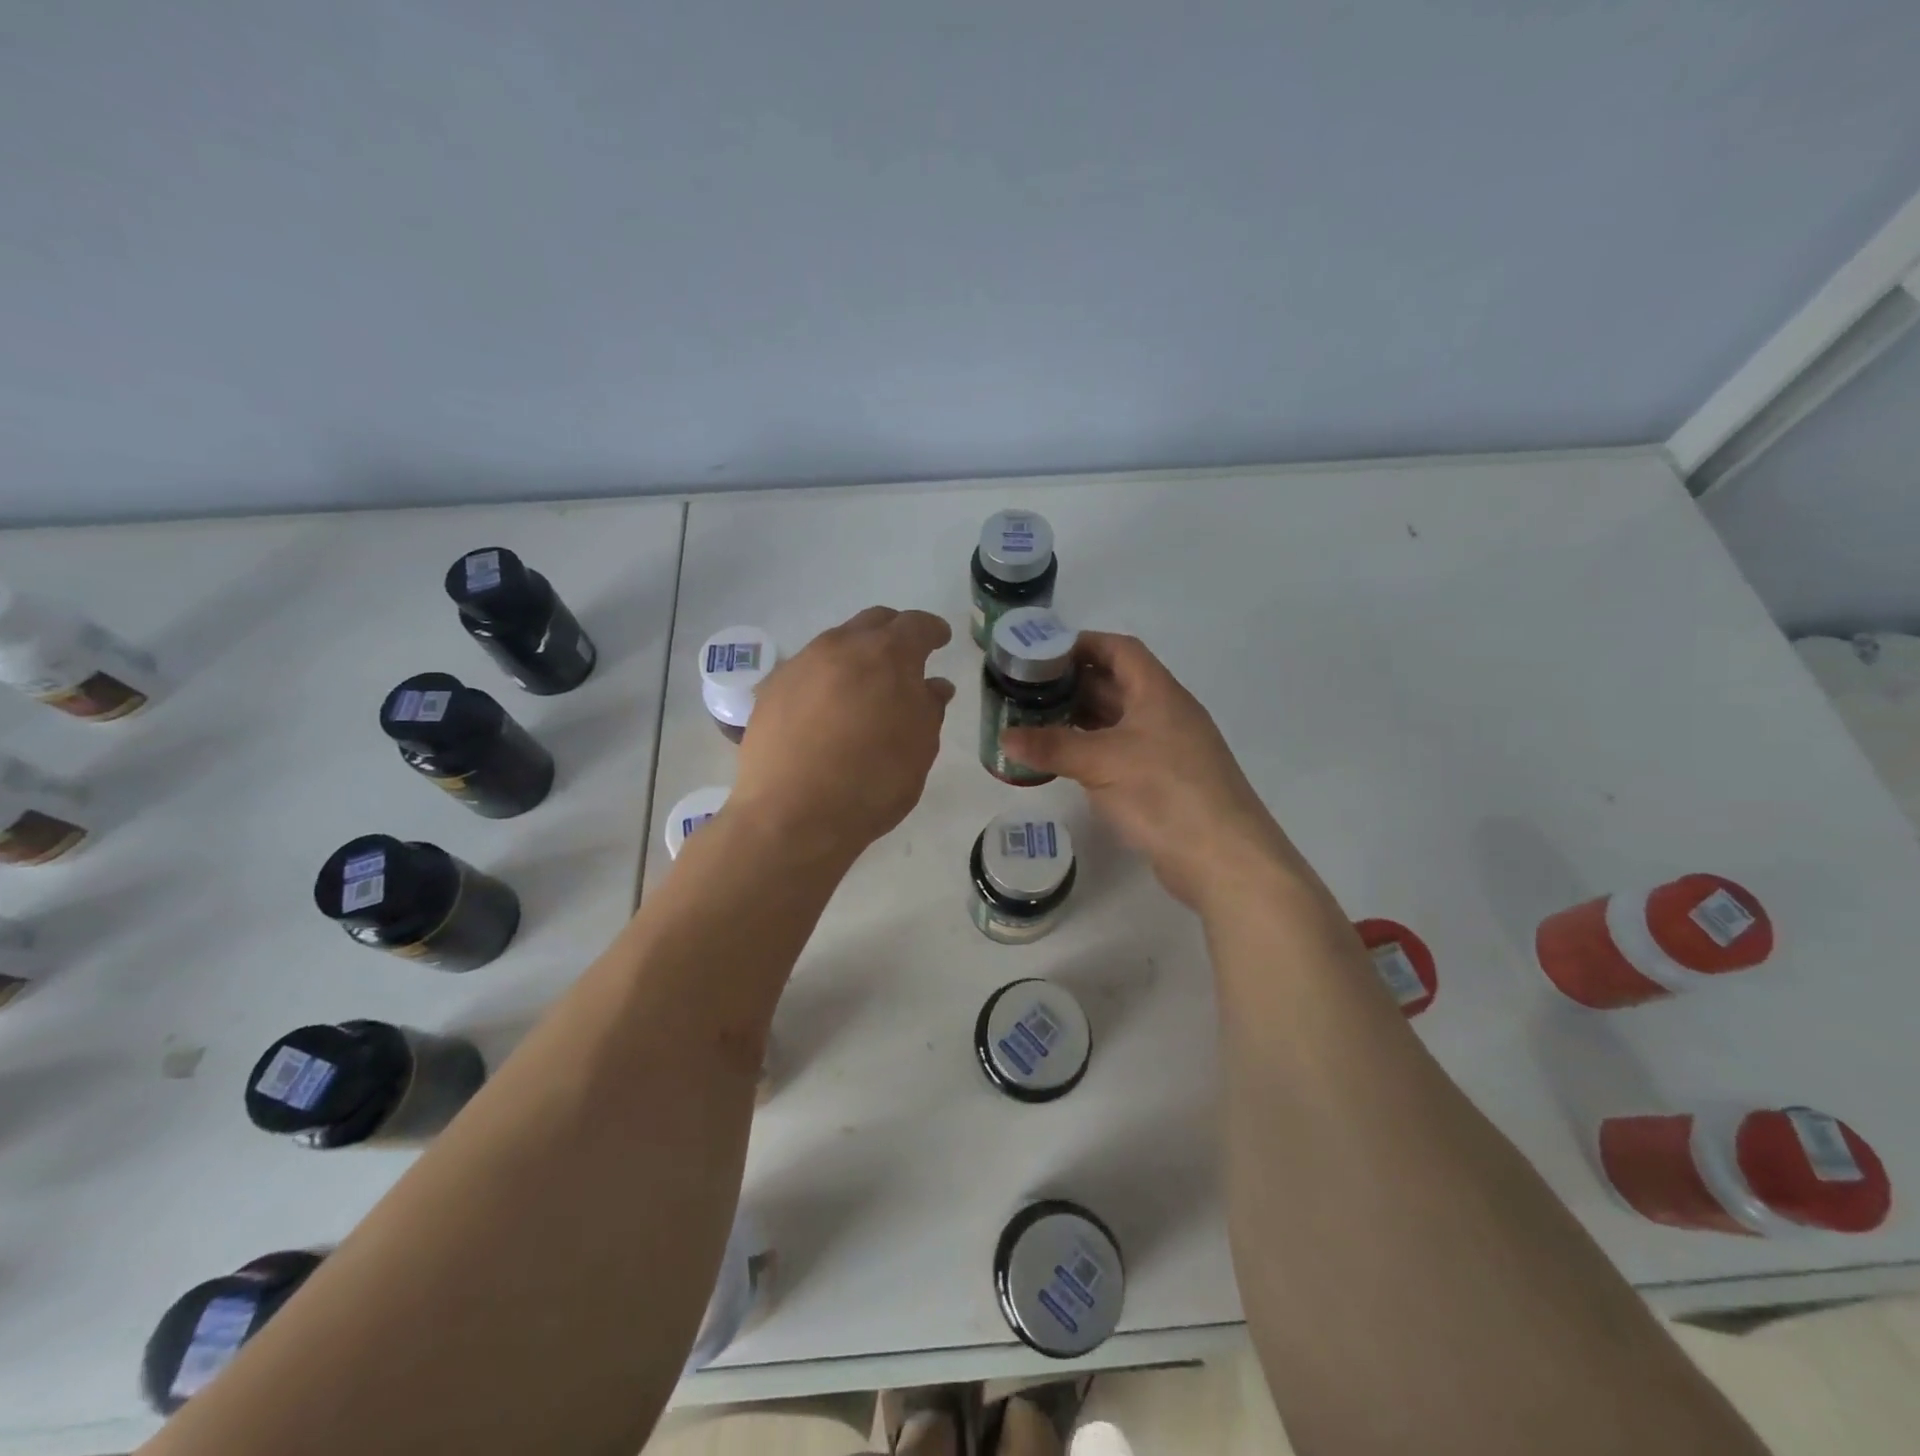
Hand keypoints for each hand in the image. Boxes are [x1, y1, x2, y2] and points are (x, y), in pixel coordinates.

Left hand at [731, 607, 953, 860]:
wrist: (793, 814)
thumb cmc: (872, 782)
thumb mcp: (920, 749)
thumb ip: (929, 708)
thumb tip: (933, 685)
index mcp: (888, 656)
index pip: (916, 625)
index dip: (932, 630)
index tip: (940, 639)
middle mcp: (841, 647)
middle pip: (873, 623)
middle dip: (893, 634)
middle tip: (904, 659)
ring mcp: (801, 665)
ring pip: (836, 644)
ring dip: (855, 656)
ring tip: (862, 687)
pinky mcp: (771, 689)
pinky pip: (807, 671)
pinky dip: (824, 680)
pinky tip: (826, 710)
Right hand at [1002, 632, 1293, 909]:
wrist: (1223, 858)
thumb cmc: (1164, 793)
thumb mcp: (1102, 762)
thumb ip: (1052, 746)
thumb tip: (1004, 737)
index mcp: (1158, 693)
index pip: (1120, 650)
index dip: (1082, 645)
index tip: (1042, 655)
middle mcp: (1164, 714)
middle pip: (1116, 684)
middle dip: (1072, 685)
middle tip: (1026, 692)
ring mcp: (1166, 749)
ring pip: (1116, 721)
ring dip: (1079, 719)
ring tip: (1035, 723)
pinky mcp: (1163, 782)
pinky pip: (1120, 752)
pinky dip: (1091, 750)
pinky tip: (1063, 761)